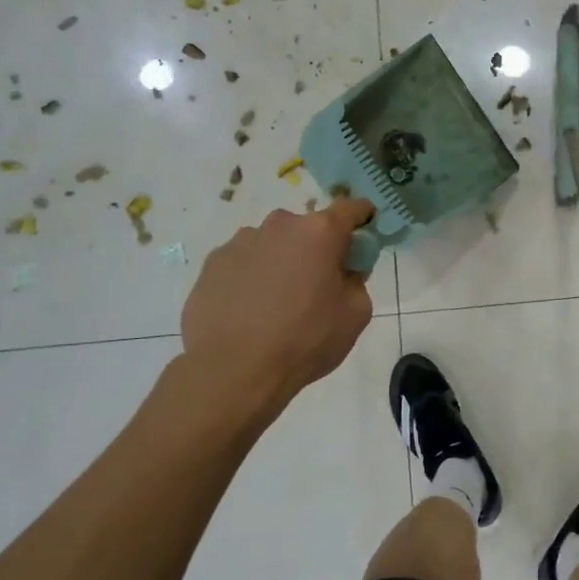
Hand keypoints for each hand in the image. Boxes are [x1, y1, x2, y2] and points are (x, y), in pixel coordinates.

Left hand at [181, 198, 375, 403]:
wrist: (233, 371)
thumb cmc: (305, 340)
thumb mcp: (355, 314)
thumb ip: (357, 281)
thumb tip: (344, 270)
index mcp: (319, 232)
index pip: (350, 209)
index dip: (362, 217)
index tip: (366, 230)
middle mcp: (279, 226)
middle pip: (308, 228)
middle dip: (317, 248)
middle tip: (318, 284)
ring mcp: (240, 242)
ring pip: (273, 245)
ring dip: (282, 262)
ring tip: (277, 303)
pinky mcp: (212, 264)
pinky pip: (244, 263)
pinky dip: (253, 278)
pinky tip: (250, 311)